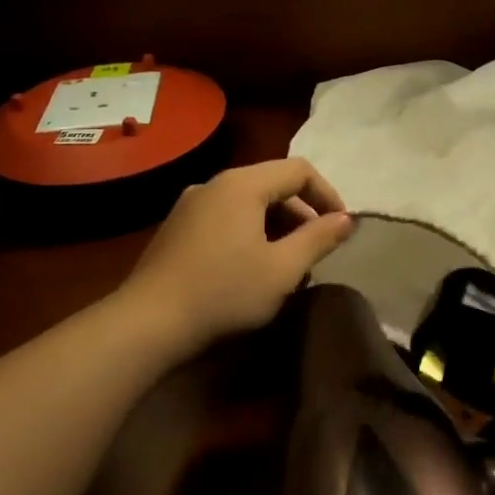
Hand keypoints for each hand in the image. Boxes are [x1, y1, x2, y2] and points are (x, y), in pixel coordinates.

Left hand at [122, 159, 353, 359]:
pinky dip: (249, 234)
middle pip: (272, 184)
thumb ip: (319, 238)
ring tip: (287, 266)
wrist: (147, 324)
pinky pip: (225, 218)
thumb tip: (347, 219)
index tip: (341, 229)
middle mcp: (215, 184)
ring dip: (276, 227)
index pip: (299, 170)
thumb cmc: (224, 292)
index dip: (327, 195)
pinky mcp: (176, 228)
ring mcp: (190, 205)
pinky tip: (251, 270)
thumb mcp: (283, 269)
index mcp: (242, 184)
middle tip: (315, 252)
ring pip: (248, 204)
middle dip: (302, 215)